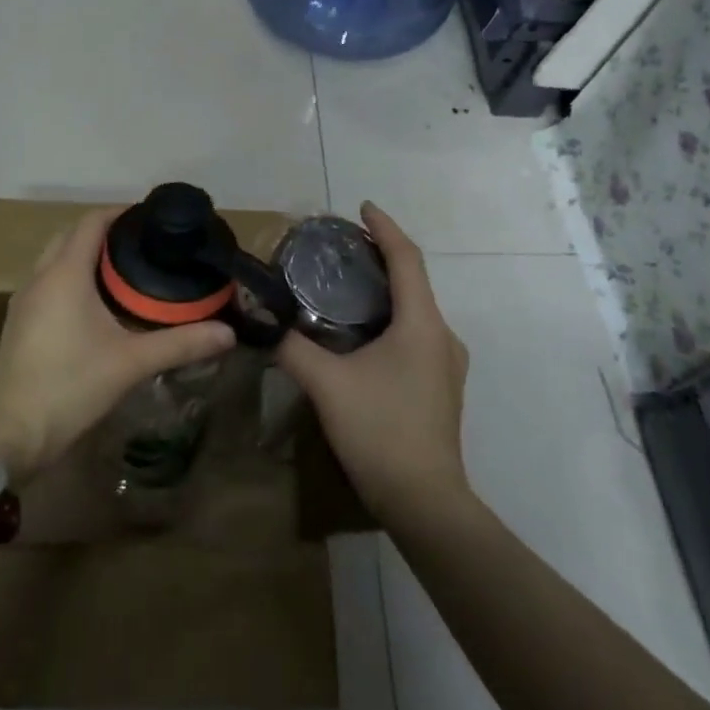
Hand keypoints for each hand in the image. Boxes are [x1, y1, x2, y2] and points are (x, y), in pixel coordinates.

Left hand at [0, 207, 234, 483]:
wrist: (9, 435)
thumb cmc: (69, 386)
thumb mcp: (131, 363)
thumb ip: (180, 344)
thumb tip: (228, 333)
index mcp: (64, 274)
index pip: (91, 222)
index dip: (121, 213)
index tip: (152, 218)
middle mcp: (40, 278)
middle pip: (71, 235)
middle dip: (104, 232)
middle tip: (144, 245)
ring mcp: (25, 301)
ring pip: (55, 259)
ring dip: (84, 255)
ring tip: (125, 270)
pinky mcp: (20, 324)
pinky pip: (48, 282)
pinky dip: (72, 277)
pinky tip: (97, 304)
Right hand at [277, 202, 469, 522]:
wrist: (424, 501)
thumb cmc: (380, 431)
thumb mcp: (327, 385)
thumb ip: (292, 348)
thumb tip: (263, 323)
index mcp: (422, 324)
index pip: (407, 258)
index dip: (385, 227)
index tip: (361, 207)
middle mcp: (442, 336)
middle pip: (414, 280)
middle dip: (381, 256)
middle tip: (342, 248)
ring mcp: (446, 363)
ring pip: (415, 309)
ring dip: (386, 289)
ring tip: (347, 284)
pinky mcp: (440, 385)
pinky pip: (416, 333)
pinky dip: (391, 317)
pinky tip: (362, 332)